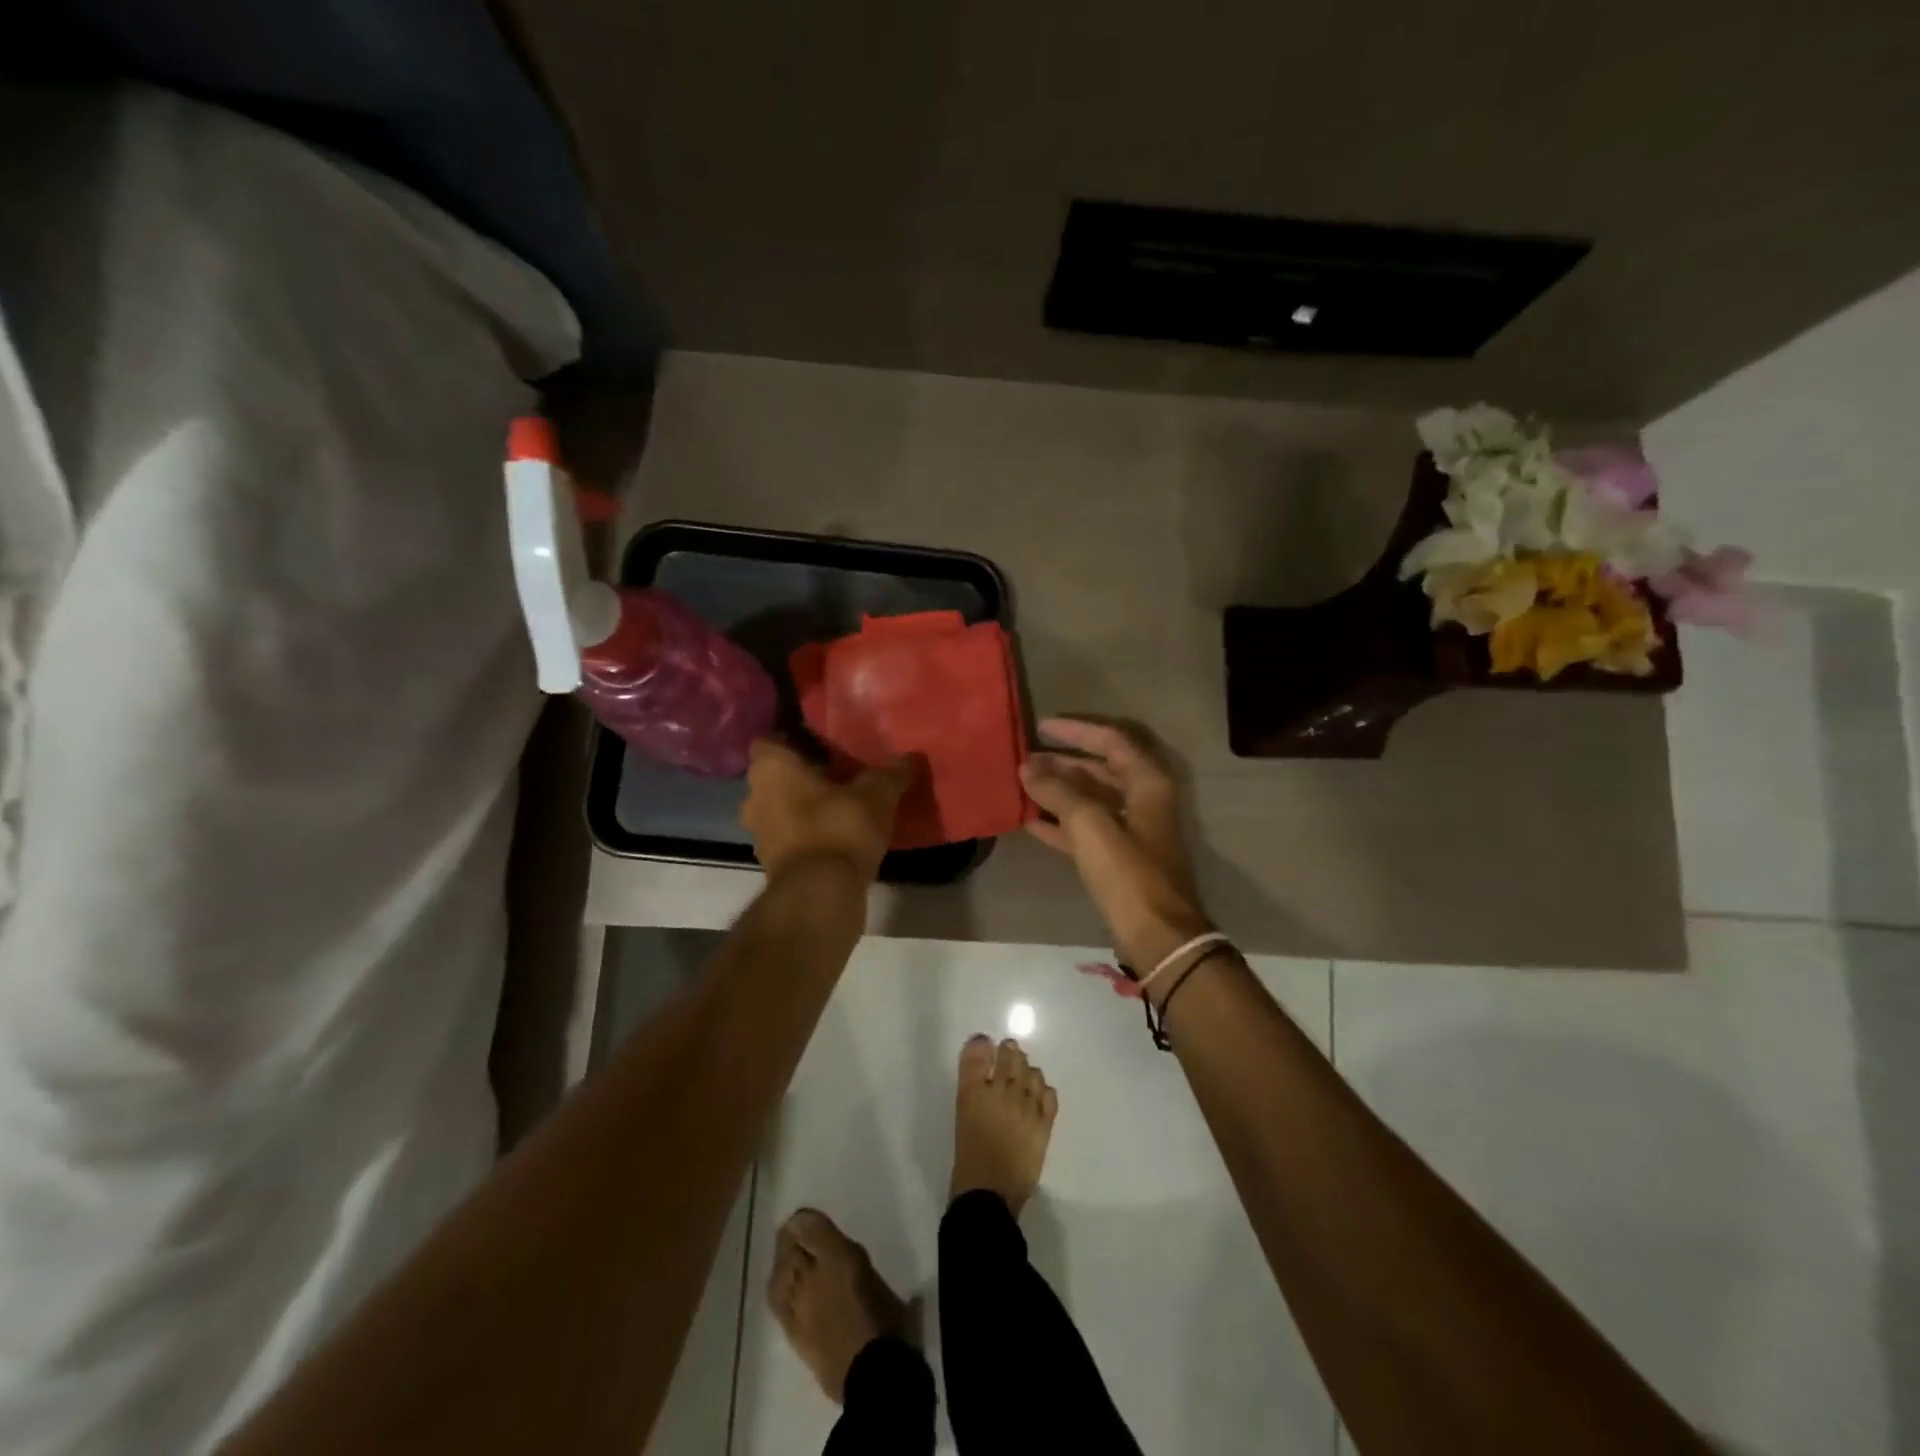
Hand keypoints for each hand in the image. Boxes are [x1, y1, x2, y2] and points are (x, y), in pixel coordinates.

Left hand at [740, 739, 915, 883]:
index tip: (823, 744)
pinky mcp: (771, 862)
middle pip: (776, 776)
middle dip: (803, 775)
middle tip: (840, 773)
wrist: (821, 894)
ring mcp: (759, 833)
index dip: (794, 740)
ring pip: (781, 807)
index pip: (771, 741)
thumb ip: (892, 773)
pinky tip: (838, 834)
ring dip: (805, 806)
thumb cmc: (839, 828)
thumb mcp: (877, 795)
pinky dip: (807, 834)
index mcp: (770, 768)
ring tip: (842, 805)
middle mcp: (754, 796)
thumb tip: (912, 757)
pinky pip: (789, 836)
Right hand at [1020, 717, 1213, 979]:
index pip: (1110, 740)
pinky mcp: (1118, 858)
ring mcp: (1132, 829)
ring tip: (1022, 785)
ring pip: (1090, 800)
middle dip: (1062, 762)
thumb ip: (1057, 791)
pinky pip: (1085, 830)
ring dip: (1058, 792)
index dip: (1075, 731)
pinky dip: (1060, 824)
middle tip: (1025, 758)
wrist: (1156, 934)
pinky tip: (1030, 822)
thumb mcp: (1089, 824)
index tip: (1040, 727)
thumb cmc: (1127, 871)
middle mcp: (1143, 799)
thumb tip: (1027, 766)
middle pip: (1099, 769)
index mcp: (1146, 782)